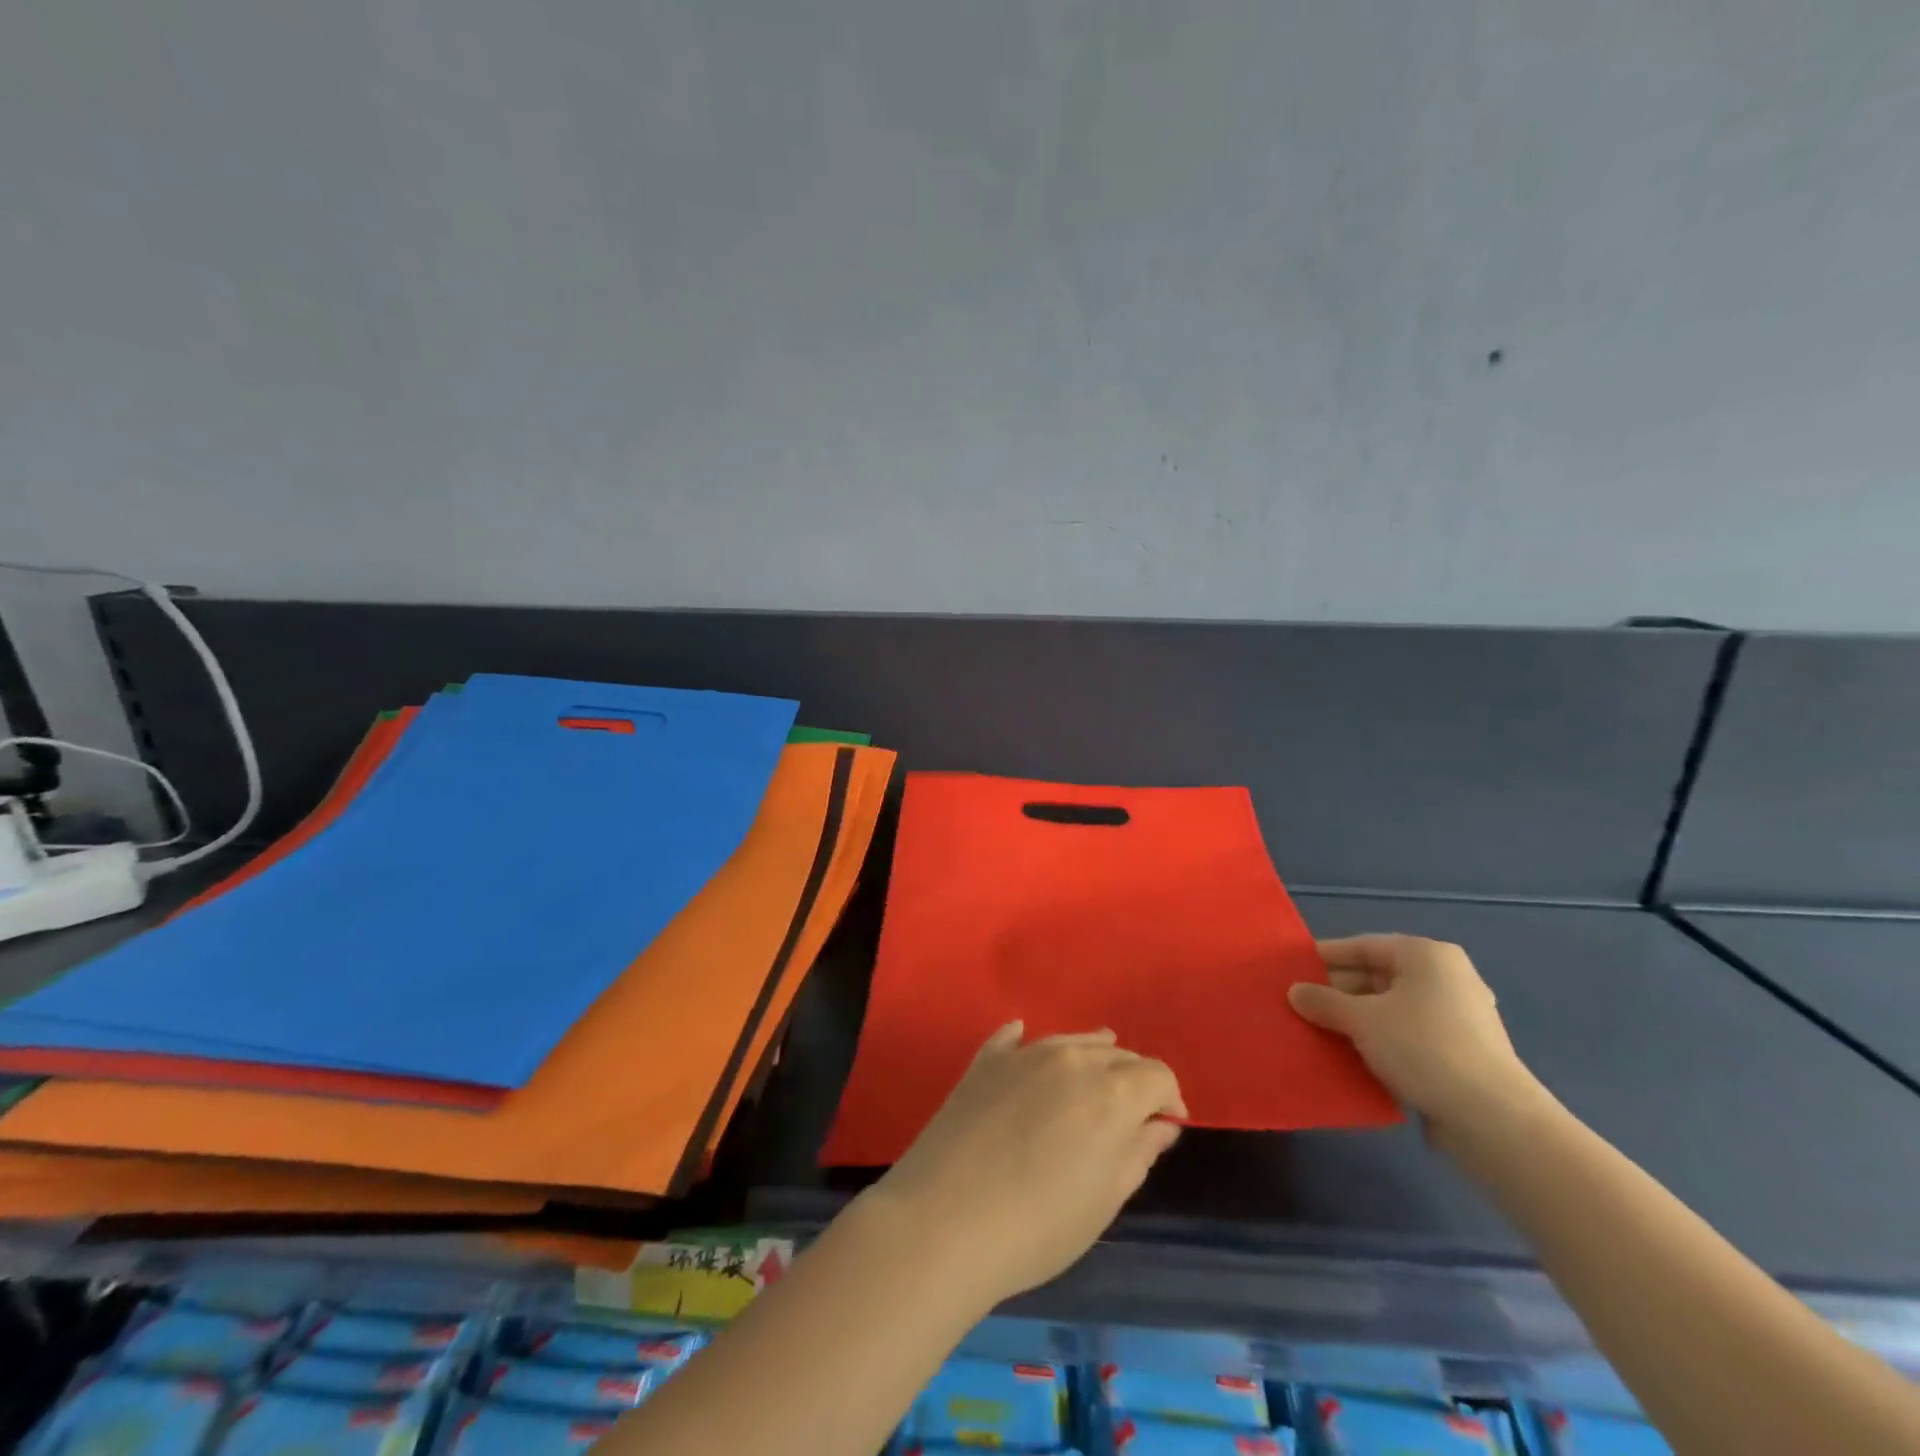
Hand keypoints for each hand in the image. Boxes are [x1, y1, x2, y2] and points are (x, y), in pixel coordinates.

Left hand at [861, 1024, 1186, 1304]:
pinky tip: (1025, 1040)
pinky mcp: (984, 1060)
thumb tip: (1160, 1122)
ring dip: (1090, 1056)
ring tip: (1094, 1075)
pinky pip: (1014, 1038)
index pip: (1157, 1074)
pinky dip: (1029, 1042)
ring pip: (1071, 1041)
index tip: (1165, 1126)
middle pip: (1117, 1055)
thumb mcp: (1105, 1198)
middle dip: (1133, 1080)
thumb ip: (1138, 1152)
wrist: (943, 1220)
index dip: (1168, 1099)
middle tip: (1130, 1114)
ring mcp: (1023, 1053)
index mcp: (1111, 1091)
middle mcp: (1071, 1057)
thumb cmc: (1038, 1225)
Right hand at [1287, 934, 1546, 1140]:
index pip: (1363, 946)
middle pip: (1377, 977)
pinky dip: (1380, 1041)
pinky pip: (1408, 1035)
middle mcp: (1446, 978)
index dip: (1325, 957)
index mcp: (1426, 956)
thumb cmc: (1423, 1048)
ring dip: (1356, 1020)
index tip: (1292, 969)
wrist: (1494, 1120)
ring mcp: (1458, 1017)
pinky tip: (1352, 1057)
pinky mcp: (1462, 1053)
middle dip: (1338, 992)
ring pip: (1391, 1009)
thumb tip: (1294, 992)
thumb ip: (1323, 1002)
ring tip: (1318, 1032)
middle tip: (1300, 1006)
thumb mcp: (1361, 1020)